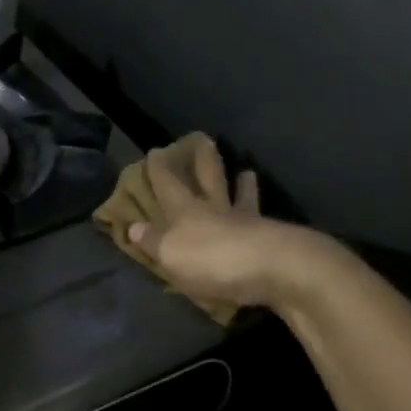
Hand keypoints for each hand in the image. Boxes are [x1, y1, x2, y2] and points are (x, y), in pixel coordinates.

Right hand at [127, 138, 310, 311]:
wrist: (275, 270)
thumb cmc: (213, 260)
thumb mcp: (170, 254)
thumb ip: (153, 241)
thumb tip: (134, 226)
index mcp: (187, 210)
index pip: (168, 184)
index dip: (160, 168)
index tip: (157, 150)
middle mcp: (217, 210)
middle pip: (209, 180)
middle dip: (203, 162)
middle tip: (205, 140)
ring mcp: (248, 223)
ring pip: (242, 198)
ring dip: (242, 186)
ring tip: (246, 172)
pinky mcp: (273, 241)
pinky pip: (263, 224)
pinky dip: (261, 218)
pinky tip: (267, 219)